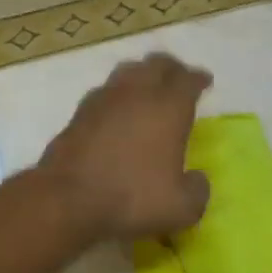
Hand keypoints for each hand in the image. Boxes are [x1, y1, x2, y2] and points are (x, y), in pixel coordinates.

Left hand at [39, 53, 212, 240]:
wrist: (67, 200)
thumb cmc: (132, 199)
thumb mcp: (182, 208)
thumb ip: (197, 190)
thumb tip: (196, 179)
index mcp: (168, 108)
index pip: (187, 80)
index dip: (198, 78)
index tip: (204, 81)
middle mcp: (136, 94)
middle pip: (156, 64)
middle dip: (171, 68)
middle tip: (178, 78)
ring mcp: (102, 101)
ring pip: (126, 72)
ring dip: (140, 75)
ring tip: (147, 88)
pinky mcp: (77, 115)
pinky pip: (103, 93)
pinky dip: (116, 96)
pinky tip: (116, 110)